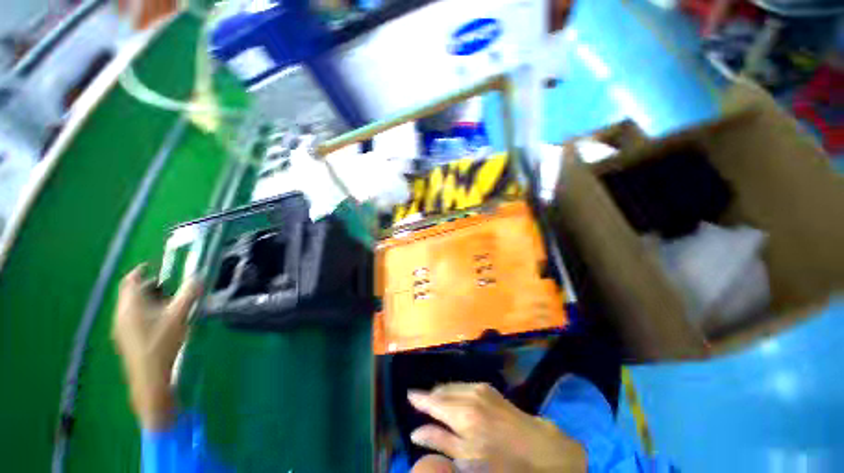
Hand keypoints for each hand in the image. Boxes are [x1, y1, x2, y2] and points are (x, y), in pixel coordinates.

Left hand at [112, 264, 201, 430]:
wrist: (149, 377)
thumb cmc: (162, 342)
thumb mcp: (179, 316)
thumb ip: (189, 294)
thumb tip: (199, 276)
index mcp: (130, 306)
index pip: (129, 280)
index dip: (140, 271)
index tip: (153, 266)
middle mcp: (121, 314)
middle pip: (131, 293)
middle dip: (149, 287)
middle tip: (169, 287)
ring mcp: (122, 328)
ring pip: (133, 307)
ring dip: (148, 300)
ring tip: (168, 304)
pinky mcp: (126, 339)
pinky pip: (133, 318)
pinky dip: (146, 312)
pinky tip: (161, 321)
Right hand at [408, 383, 585, 472]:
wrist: (537, 446)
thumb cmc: (501, 460)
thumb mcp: (467, 459)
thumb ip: (440, 441)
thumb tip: (415, 432)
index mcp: (461, 413)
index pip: (432, 401)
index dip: (418, 398)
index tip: (408, 395)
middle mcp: (468, 394)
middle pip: (441, 390)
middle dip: (430, 397)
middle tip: (421, 405)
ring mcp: (479, 387)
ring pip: (451, 386)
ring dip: (442, 393)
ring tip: (436, 403)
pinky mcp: (487, 387)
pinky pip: (462, 385)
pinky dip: (454, 390)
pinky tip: (454, 400)